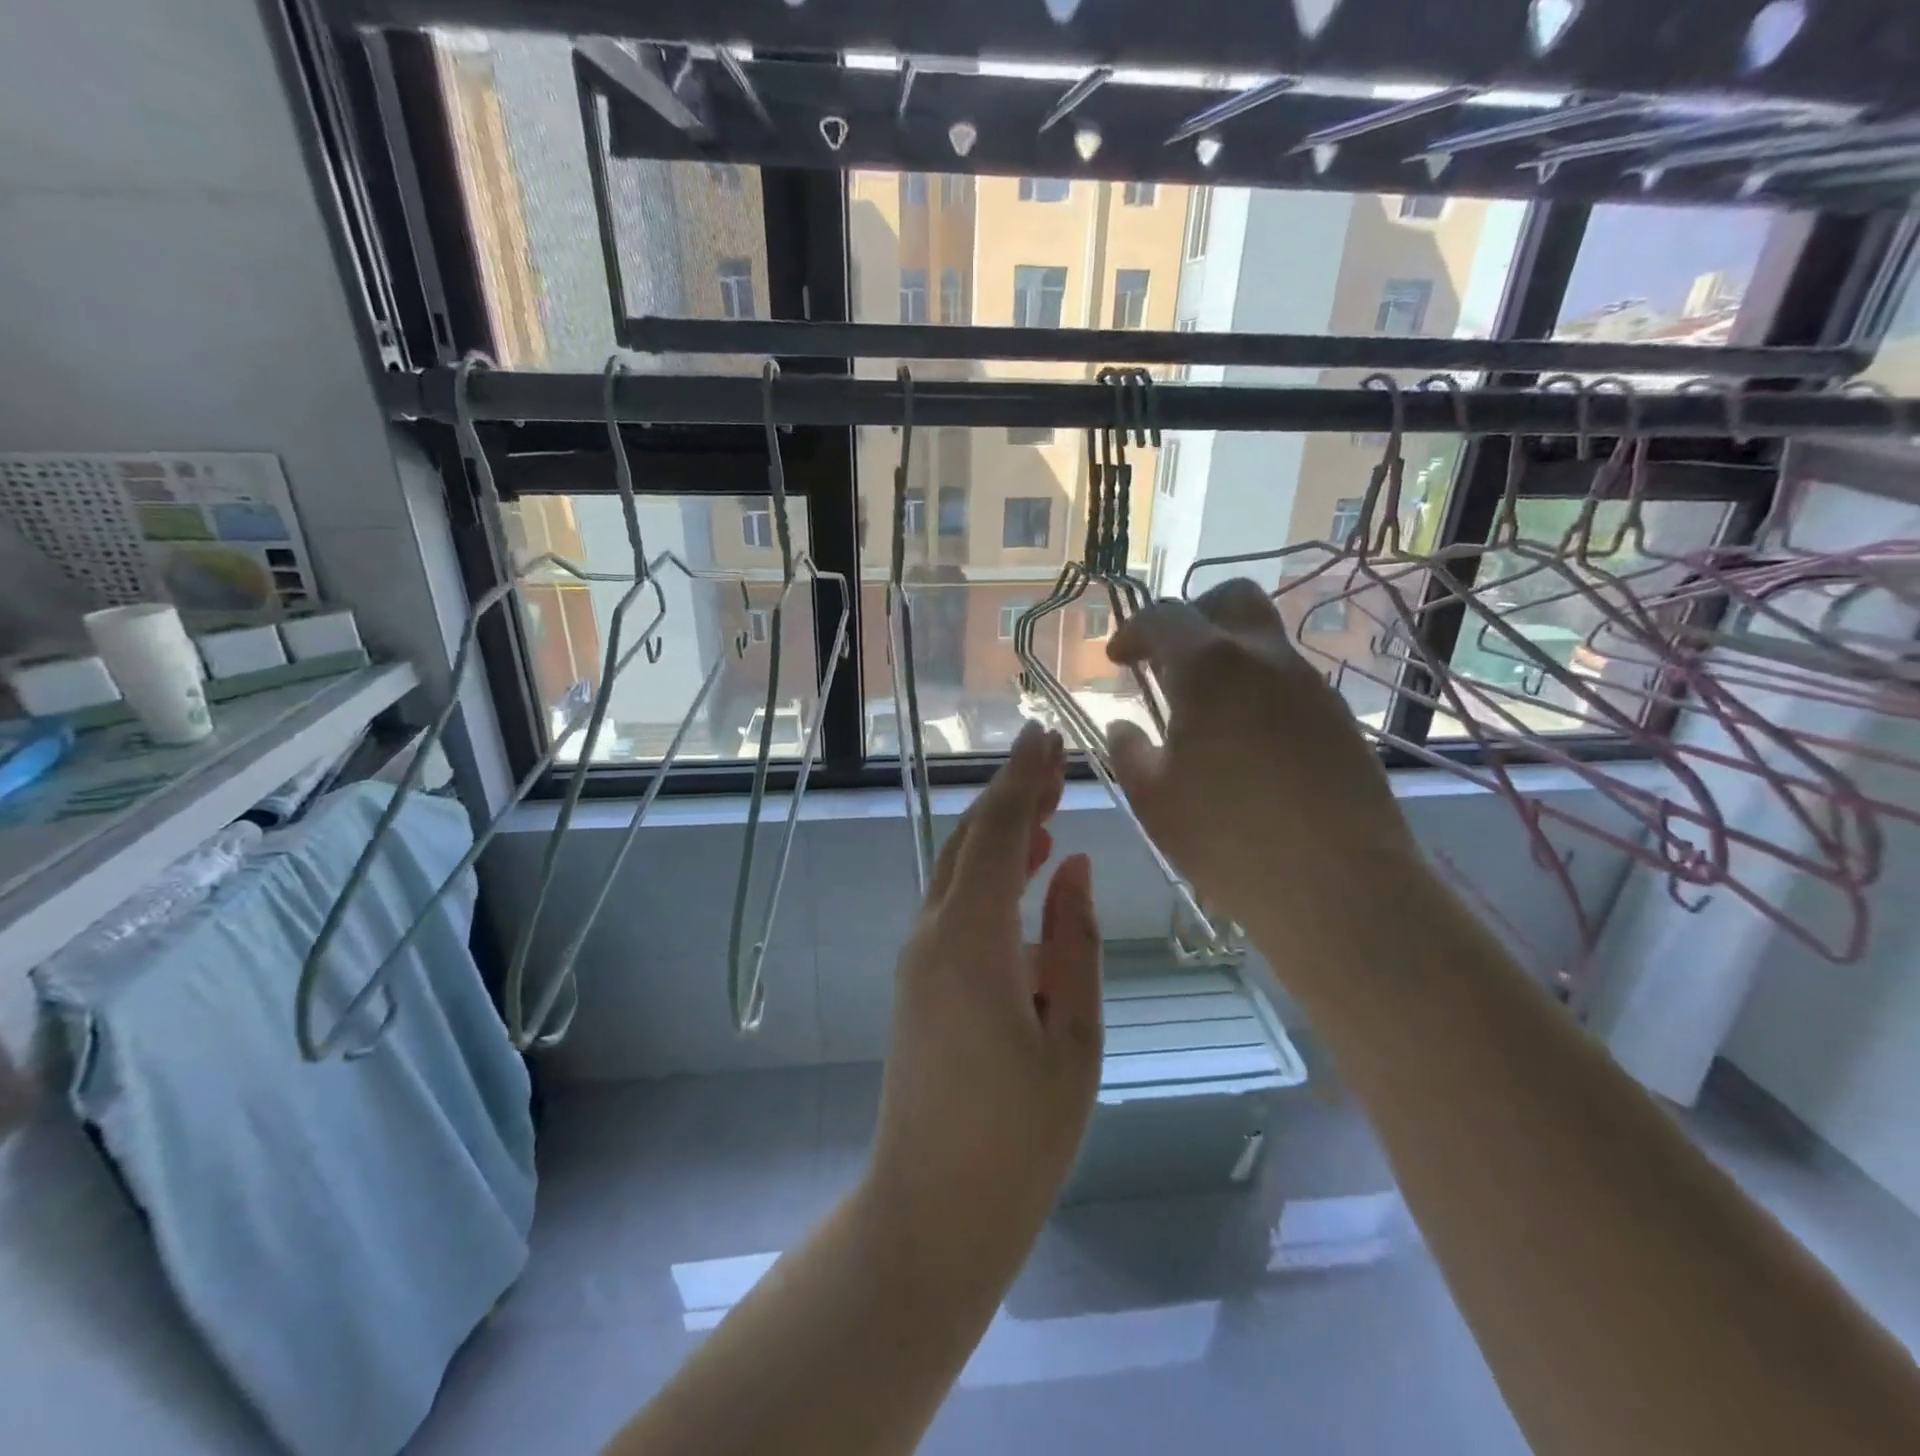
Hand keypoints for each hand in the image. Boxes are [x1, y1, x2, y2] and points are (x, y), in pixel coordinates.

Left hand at [863, 722, 1102, 1290]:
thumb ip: (1072, 942)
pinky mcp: (920, 977)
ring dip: (1000, 828)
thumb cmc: (1018, 1138)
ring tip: (1047, 800)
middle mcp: (933, 933)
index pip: (997, 834)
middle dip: (1010, 792)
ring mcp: (919, 955)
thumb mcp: (1073, 1038)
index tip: (1047, 735)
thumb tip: (1071, 864)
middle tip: (1053, 756)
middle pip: (970, 840)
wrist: (932, 1209)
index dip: (1022, 780)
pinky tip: (1025, 867)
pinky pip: (955, 901)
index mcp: (970, 942)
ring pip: (959, 867)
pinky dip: (988, 870)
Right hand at [1105, 579, 1419, 944]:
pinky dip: (1258, 692)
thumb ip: (1130, 752)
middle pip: (1230, 600)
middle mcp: (1265, 659)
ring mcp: (1311, 686)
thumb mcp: (1153, 798)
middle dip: (1193, 617)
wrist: (1339, 885)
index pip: (1164, 617)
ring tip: (1205, 713)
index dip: (1133, 631)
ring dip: (1228, 659)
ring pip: (1265, 642)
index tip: (1118, 660)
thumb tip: (1123, 726)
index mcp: (1209, 668)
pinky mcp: (1340, 719)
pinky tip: (1247, 745)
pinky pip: (1290, 683)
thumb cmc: (1227, 838)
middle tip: (1169, 660)